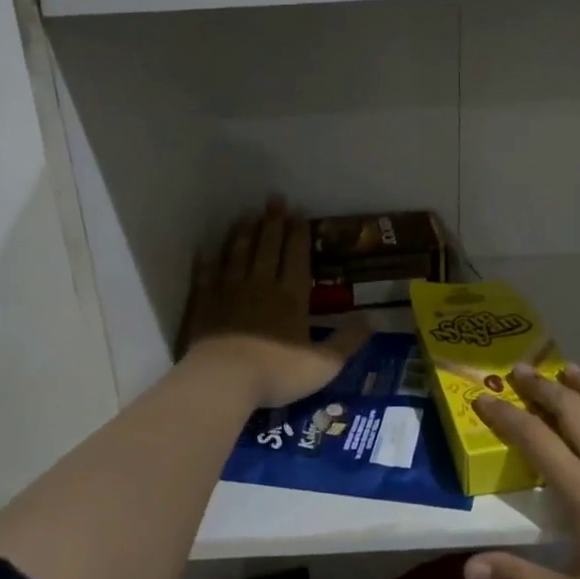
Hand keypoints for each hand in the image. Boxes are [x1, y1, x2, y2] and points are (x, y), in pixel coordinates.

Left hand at [179, 199, 365, 409]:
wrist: (224, 380)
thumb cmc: (278, 372)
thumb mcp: (324, 363)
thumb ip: (349, 340)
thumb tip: (375, 319)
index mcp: (292, 296)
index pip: (296, 256)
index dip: (298, 234)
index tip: (299, 212)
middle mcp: (261, 285)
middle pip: (268, 247)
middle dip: (273, 222)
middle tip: (275, 198)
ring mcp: (230, 292)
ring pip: (238, 255)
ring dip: (244, 233)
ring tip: (248, 215)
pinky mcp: (204, 304)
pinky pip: (206, 276)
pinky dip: (207, 262)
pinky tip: (205, 250)